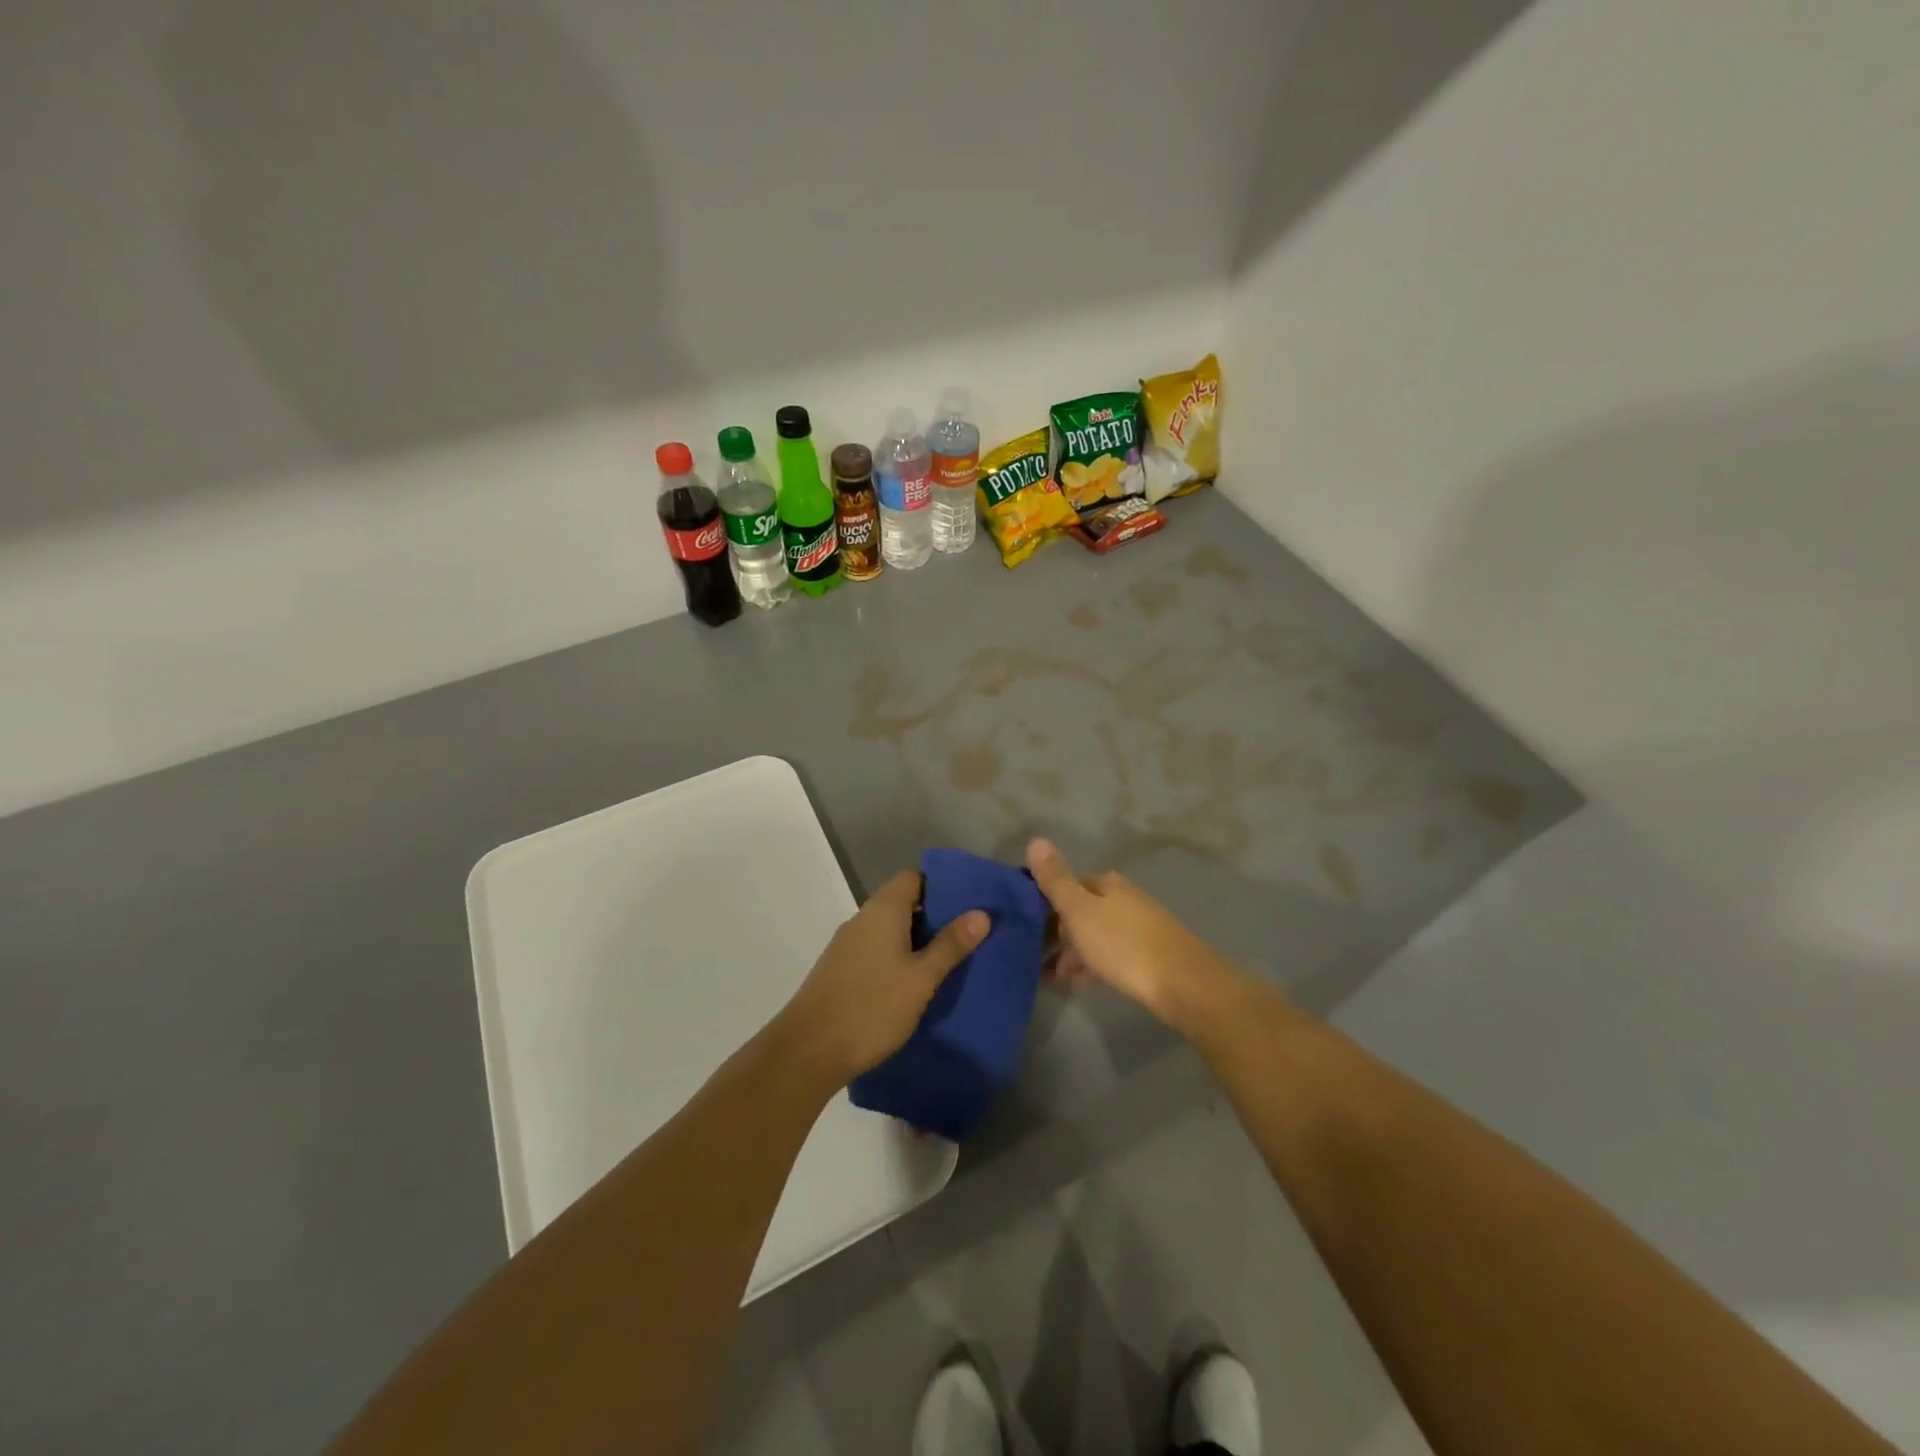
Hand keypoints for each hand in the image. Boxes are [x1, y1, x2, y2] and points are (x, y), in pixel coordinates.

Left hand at [773, 870, 988, 1087]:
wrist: (808, 1050)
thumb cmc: (872, 1007)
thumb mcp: (921, 978)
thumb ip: (950, 945)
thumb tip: (982, 913)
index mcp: (883, 910)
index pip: (914, 877)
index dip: (941, 885)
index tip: (968, 902)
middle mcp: (862, 919)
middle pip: (902, 901)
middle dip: (934, 915)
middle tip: (967, 934)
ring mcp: (847, 944)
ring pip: (889, 928)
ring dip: (916, 938)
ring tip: (948, 958)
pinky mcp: (840, 969)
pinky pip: (876, 949)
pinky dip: (897, 956)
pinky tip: (914, 981)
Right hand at [1027, 839, 1238, 1031]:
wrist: (1182, 983)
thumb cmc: (1123, 945)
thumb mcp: (1080, 911)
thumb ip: (1056, 879)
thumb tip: (1036, 839)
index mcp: (1107, 883)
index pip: (1067, 885)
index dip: (1045, 906)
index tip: (1027, 929)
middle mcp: (1125, 898)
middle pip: (1082, 910)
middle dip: (1059, 933)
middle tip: (1039, 959)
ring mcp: (1140, 925)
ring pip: (1096, 934)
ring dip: (1074, 952)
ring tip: (1056, 977)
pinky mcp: (1151, 954)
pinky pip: (1112, 954)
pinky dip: (1094, 964)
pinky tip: (1083, 983)